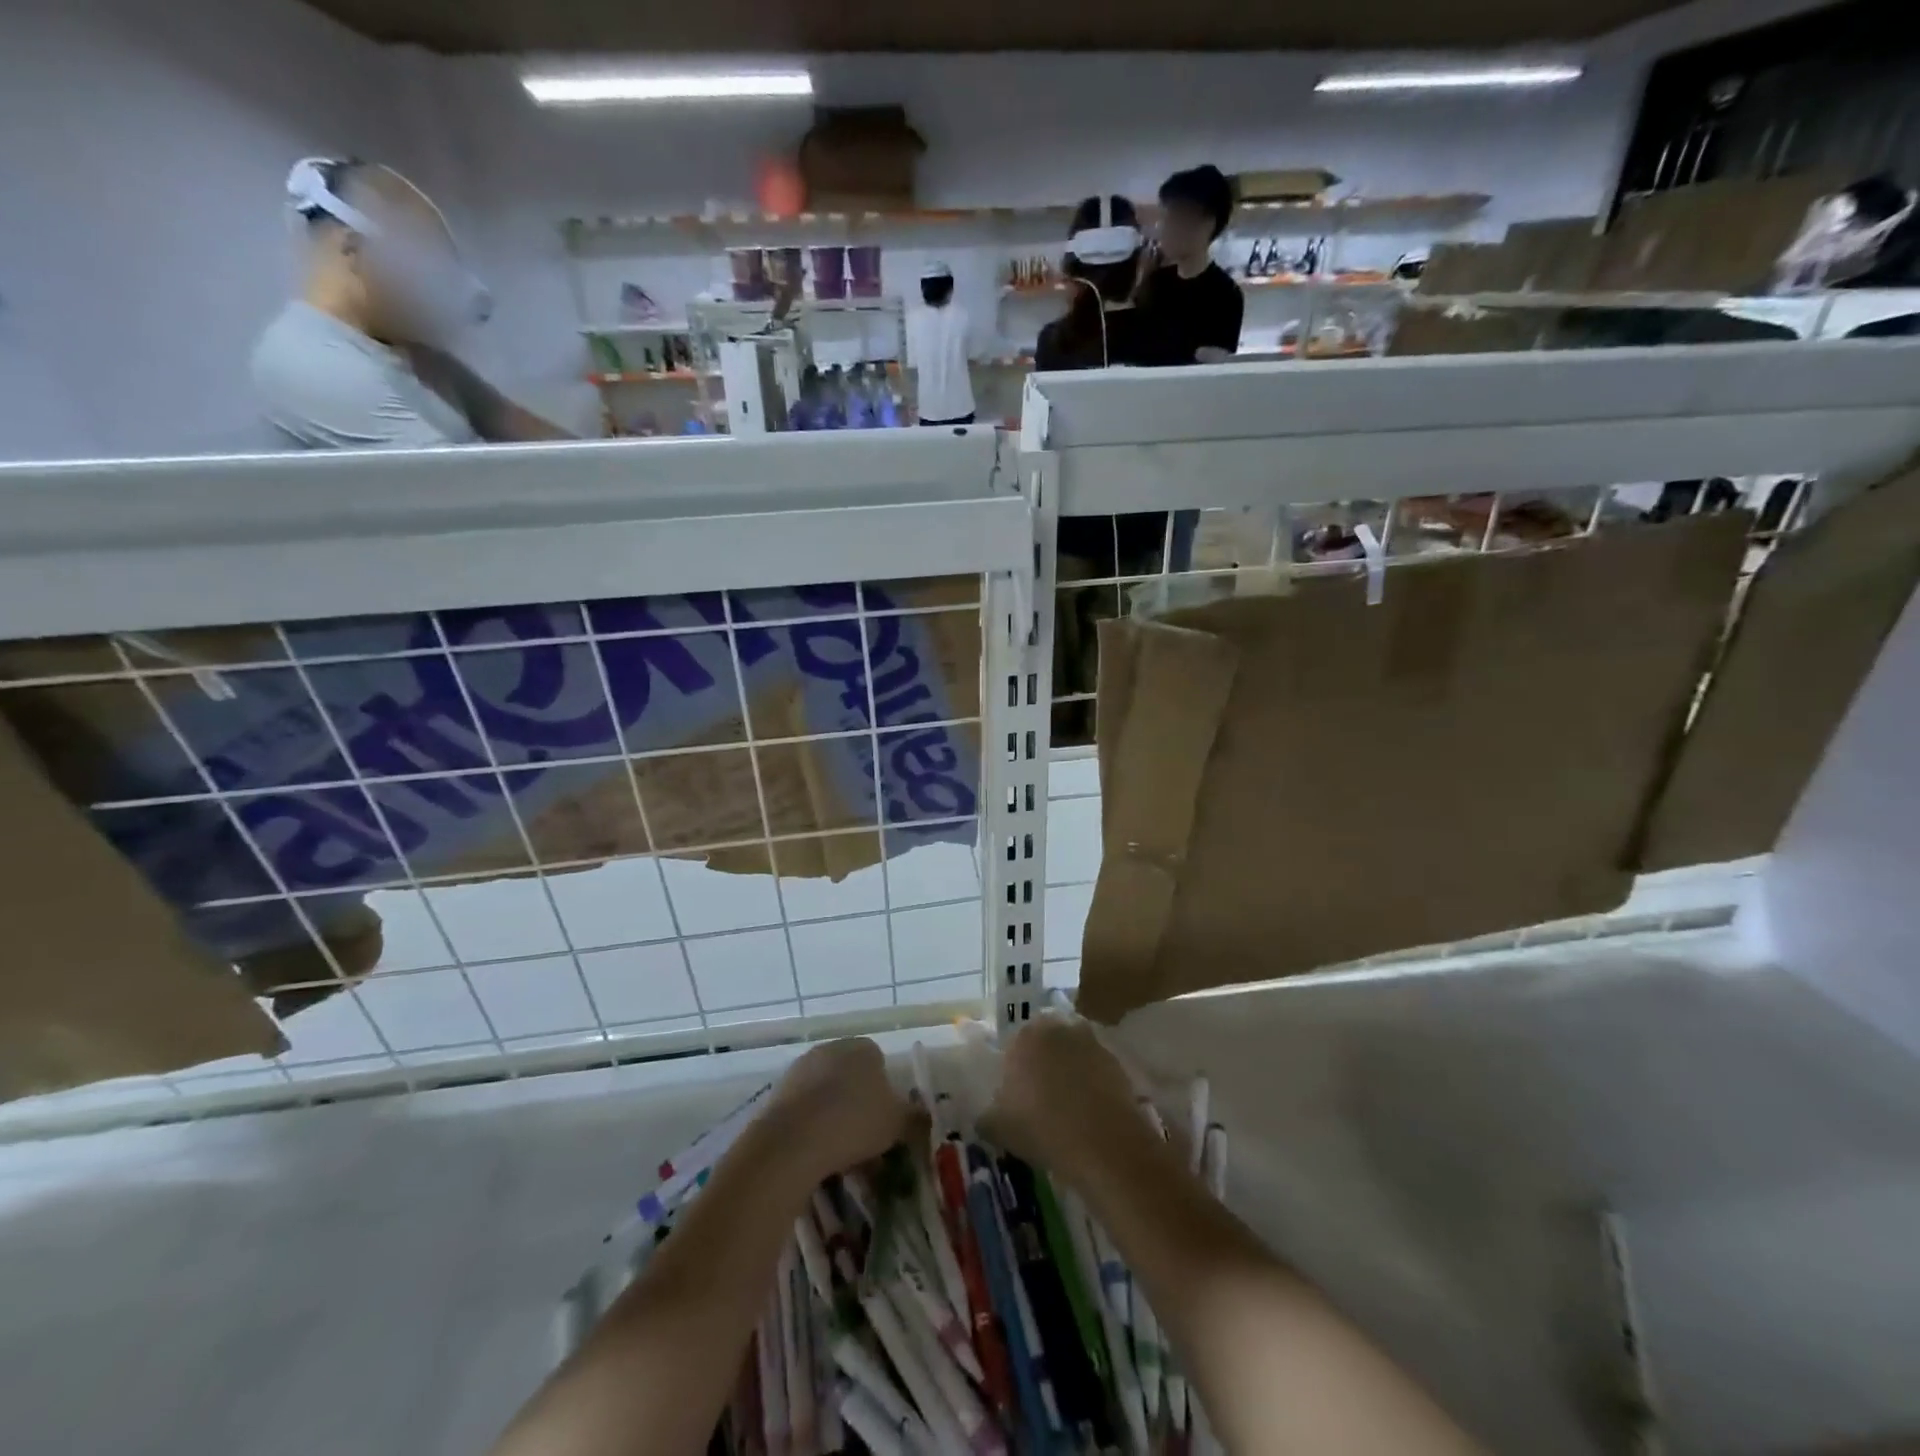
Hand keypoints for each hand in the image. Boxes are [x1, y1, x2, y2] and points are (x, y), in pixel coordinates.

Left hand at [763, 1038, 915, 1181]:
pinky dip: (811, 1127)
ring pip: (826, 1094)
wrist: (793, 1140)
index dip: (886, 1094)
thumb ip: (914, 1117)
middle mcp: (832, 1049)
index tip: (885, 1123)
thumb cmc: (855, 1122)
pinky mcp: (778, 1092)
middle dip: (858, 1105)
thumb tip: (924, 1116)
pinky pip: (804, 1109)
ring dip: (833, 1118)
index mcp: (864, 1048)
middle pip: (851, 1078)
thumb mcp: (897, 1123)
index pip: (880, 1063)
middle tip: (865, 1142)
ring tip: (839, 1156)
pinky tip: (815, 1154)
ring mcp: (801, 1068)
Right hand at [982, 1014, 1143, 1175]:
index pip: (1015, 1043)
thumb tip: (985, 1115)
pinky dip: (1091, 1082)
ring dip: (1069, 1069)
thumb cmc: (1041, 1128)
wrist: (1103, 1144)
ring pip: (1073, 1052)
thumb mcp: (997, 1128)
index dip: (1015, 1067)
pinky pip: (1095, 1068)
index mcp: (1025, 1035)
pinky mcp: (1116, 1062)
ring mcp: (1091, 1042)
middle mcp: (1058, 1028)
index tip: (1015, 1092)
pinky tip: (1088, 1110)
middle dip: (1043, 1061)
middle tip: (1040, 1094)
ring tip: (1067, 1104)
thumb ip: (986, 1115)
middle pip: (1046, 1041)